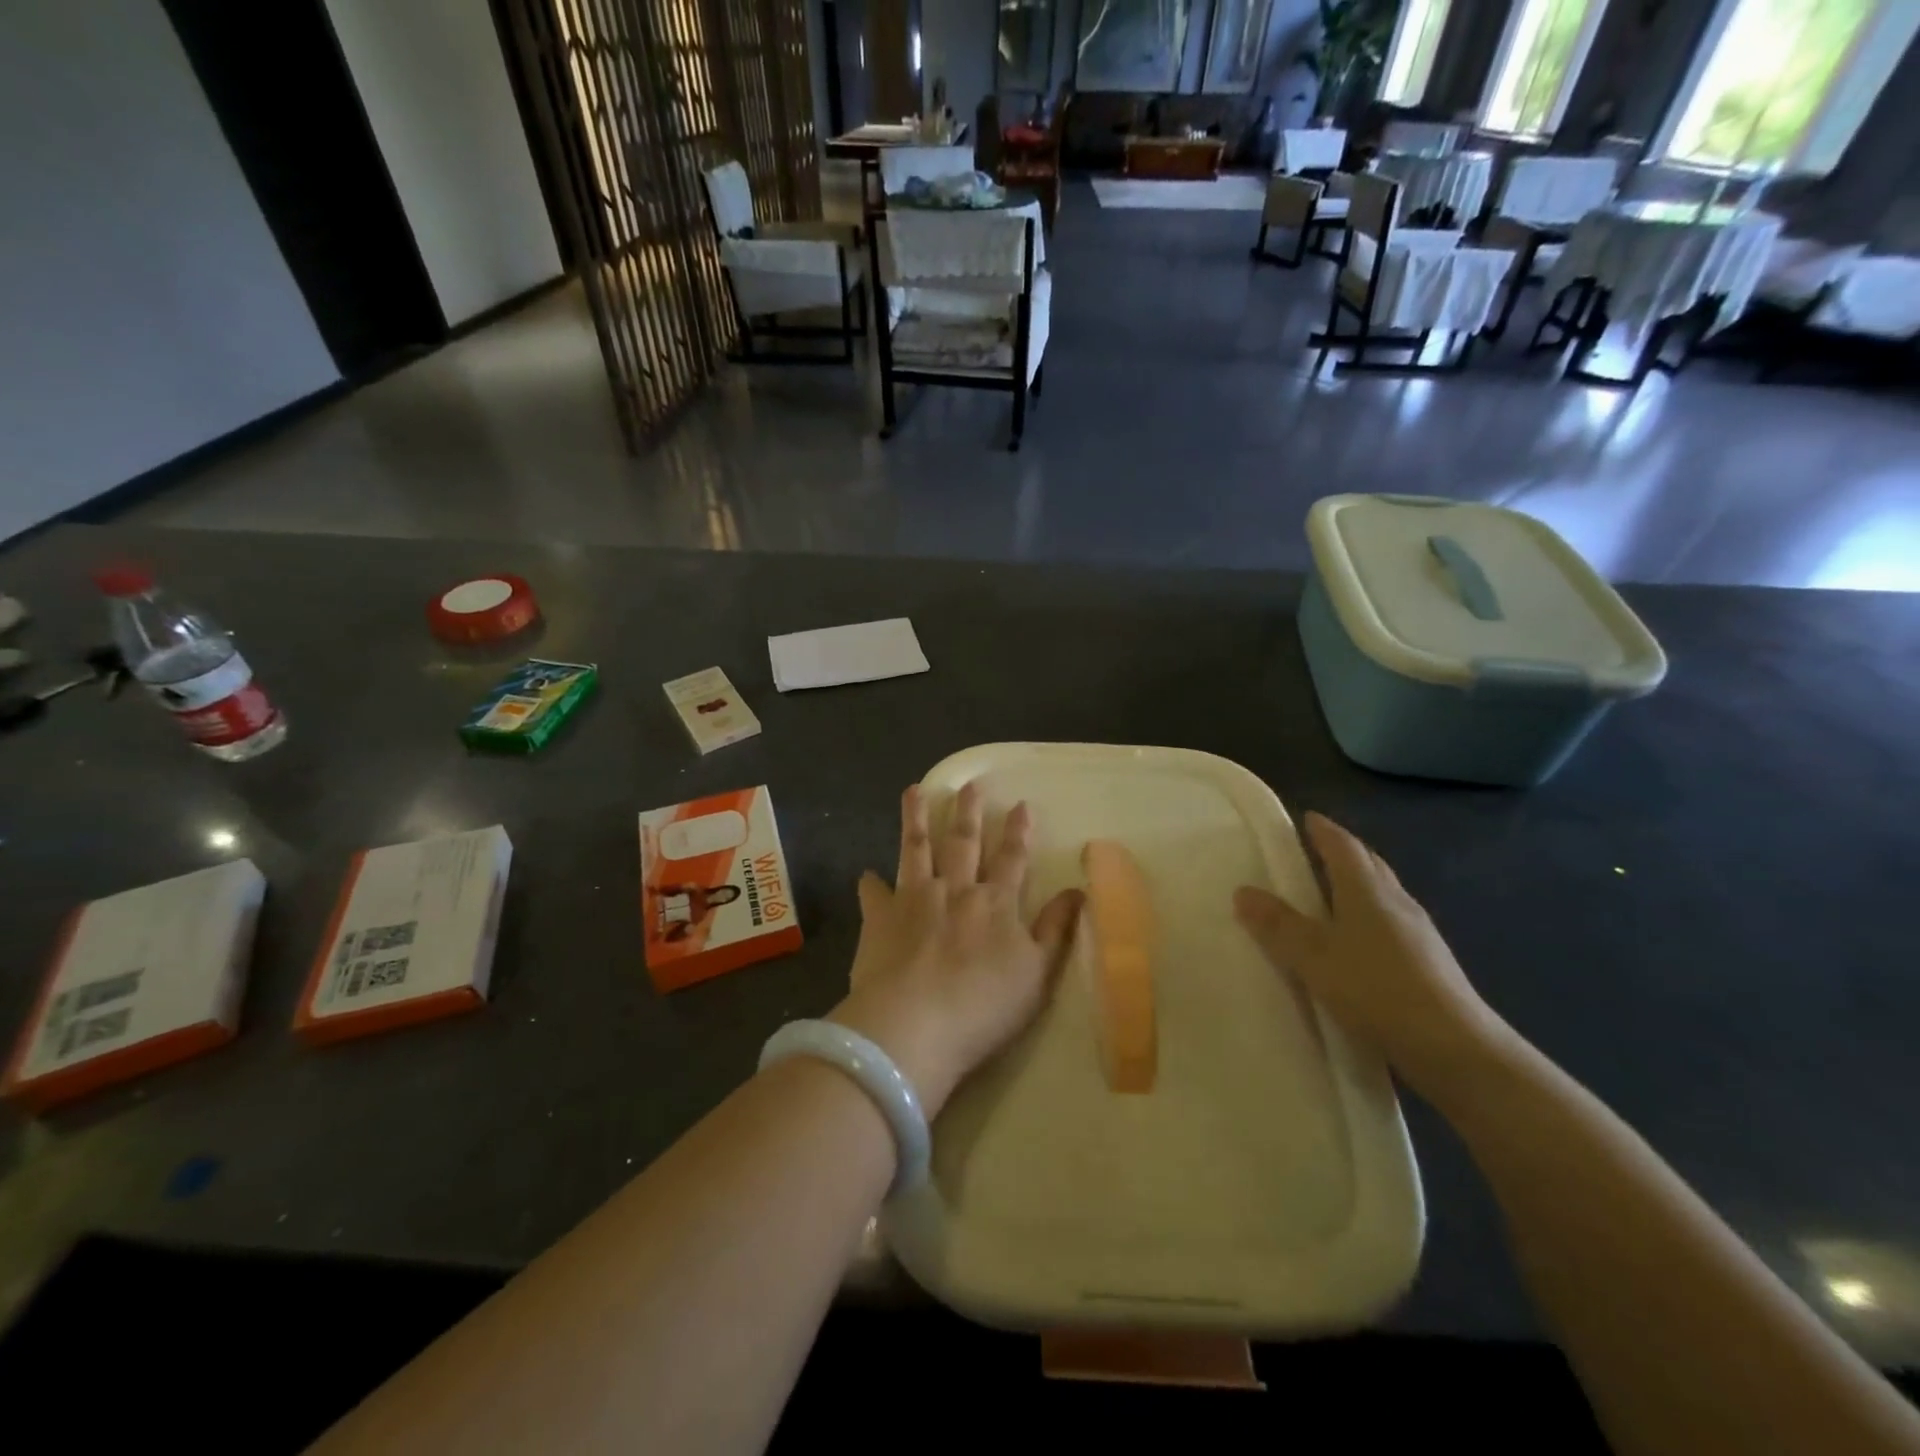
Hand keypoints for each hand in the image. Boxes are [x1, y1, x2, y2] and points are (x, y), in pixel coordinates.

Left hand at [830, 783, 1081, 1118]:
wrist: (915, 1026)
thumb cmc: (983, 1007)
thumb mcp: (1037, 974)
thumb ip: (1055, 930)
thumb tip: (1078, 891)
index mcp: (995, 903)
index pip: (1012, 858)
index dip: (1018, 832)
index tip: (1020, 804)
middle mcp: (955, 890)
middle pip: (963, 843)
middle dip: (968, 813)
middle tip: (969, 784)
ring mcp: (914, 900)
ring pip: (916, 849)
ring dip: (916, 819)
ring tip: (913, 791)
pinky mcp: (879, 918)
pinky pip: (873, 893)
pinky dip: (870, 883)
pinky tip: (866, 874)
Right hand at [1234, 812, 1514, 1101]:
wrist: (1455, 1048)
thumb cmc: (1376, 989)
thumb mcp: (1314, 958)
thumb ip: (1278, 925)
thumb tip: (1243, 891)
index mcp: (1367, 890)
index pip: (1344, 846)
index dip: (1324, 830)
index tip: (1307, 818)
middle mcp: (1397, 901)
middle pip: (1370, 865)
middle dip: (1344, 853)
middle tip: (1317, 850)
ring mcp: (1419, 932)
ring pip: (1384, 894)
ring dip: (1359, 885)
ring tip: (1333, 894)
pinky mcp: (1430, 962)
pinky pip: (1393, 923)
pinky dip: (1371, 917)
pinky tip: (1360, 942)